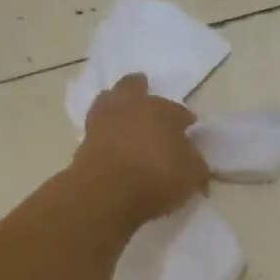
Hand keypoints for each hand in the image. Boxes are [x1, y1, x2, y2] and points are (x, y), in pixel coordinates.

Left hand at [72, 74, 208, 225]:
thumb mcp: (191, 175)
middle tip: (144, 90)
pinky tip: (112, 139)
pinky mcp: (83, 140)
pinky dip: (105, 130)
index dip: (184, 120)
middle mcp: (132, 107)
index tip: (188, 128)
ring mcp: (103, 121)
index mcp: (162, 110)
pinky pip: (97, 127)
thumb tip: (195, 163)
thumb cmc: (157, 176)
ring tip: (123, 114)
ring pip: (109, 100)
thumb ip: (195, 166)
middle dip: (140, 88)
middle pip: (133, 87)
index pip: (178, 111)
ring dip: (116, 103)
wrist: (106, 192)